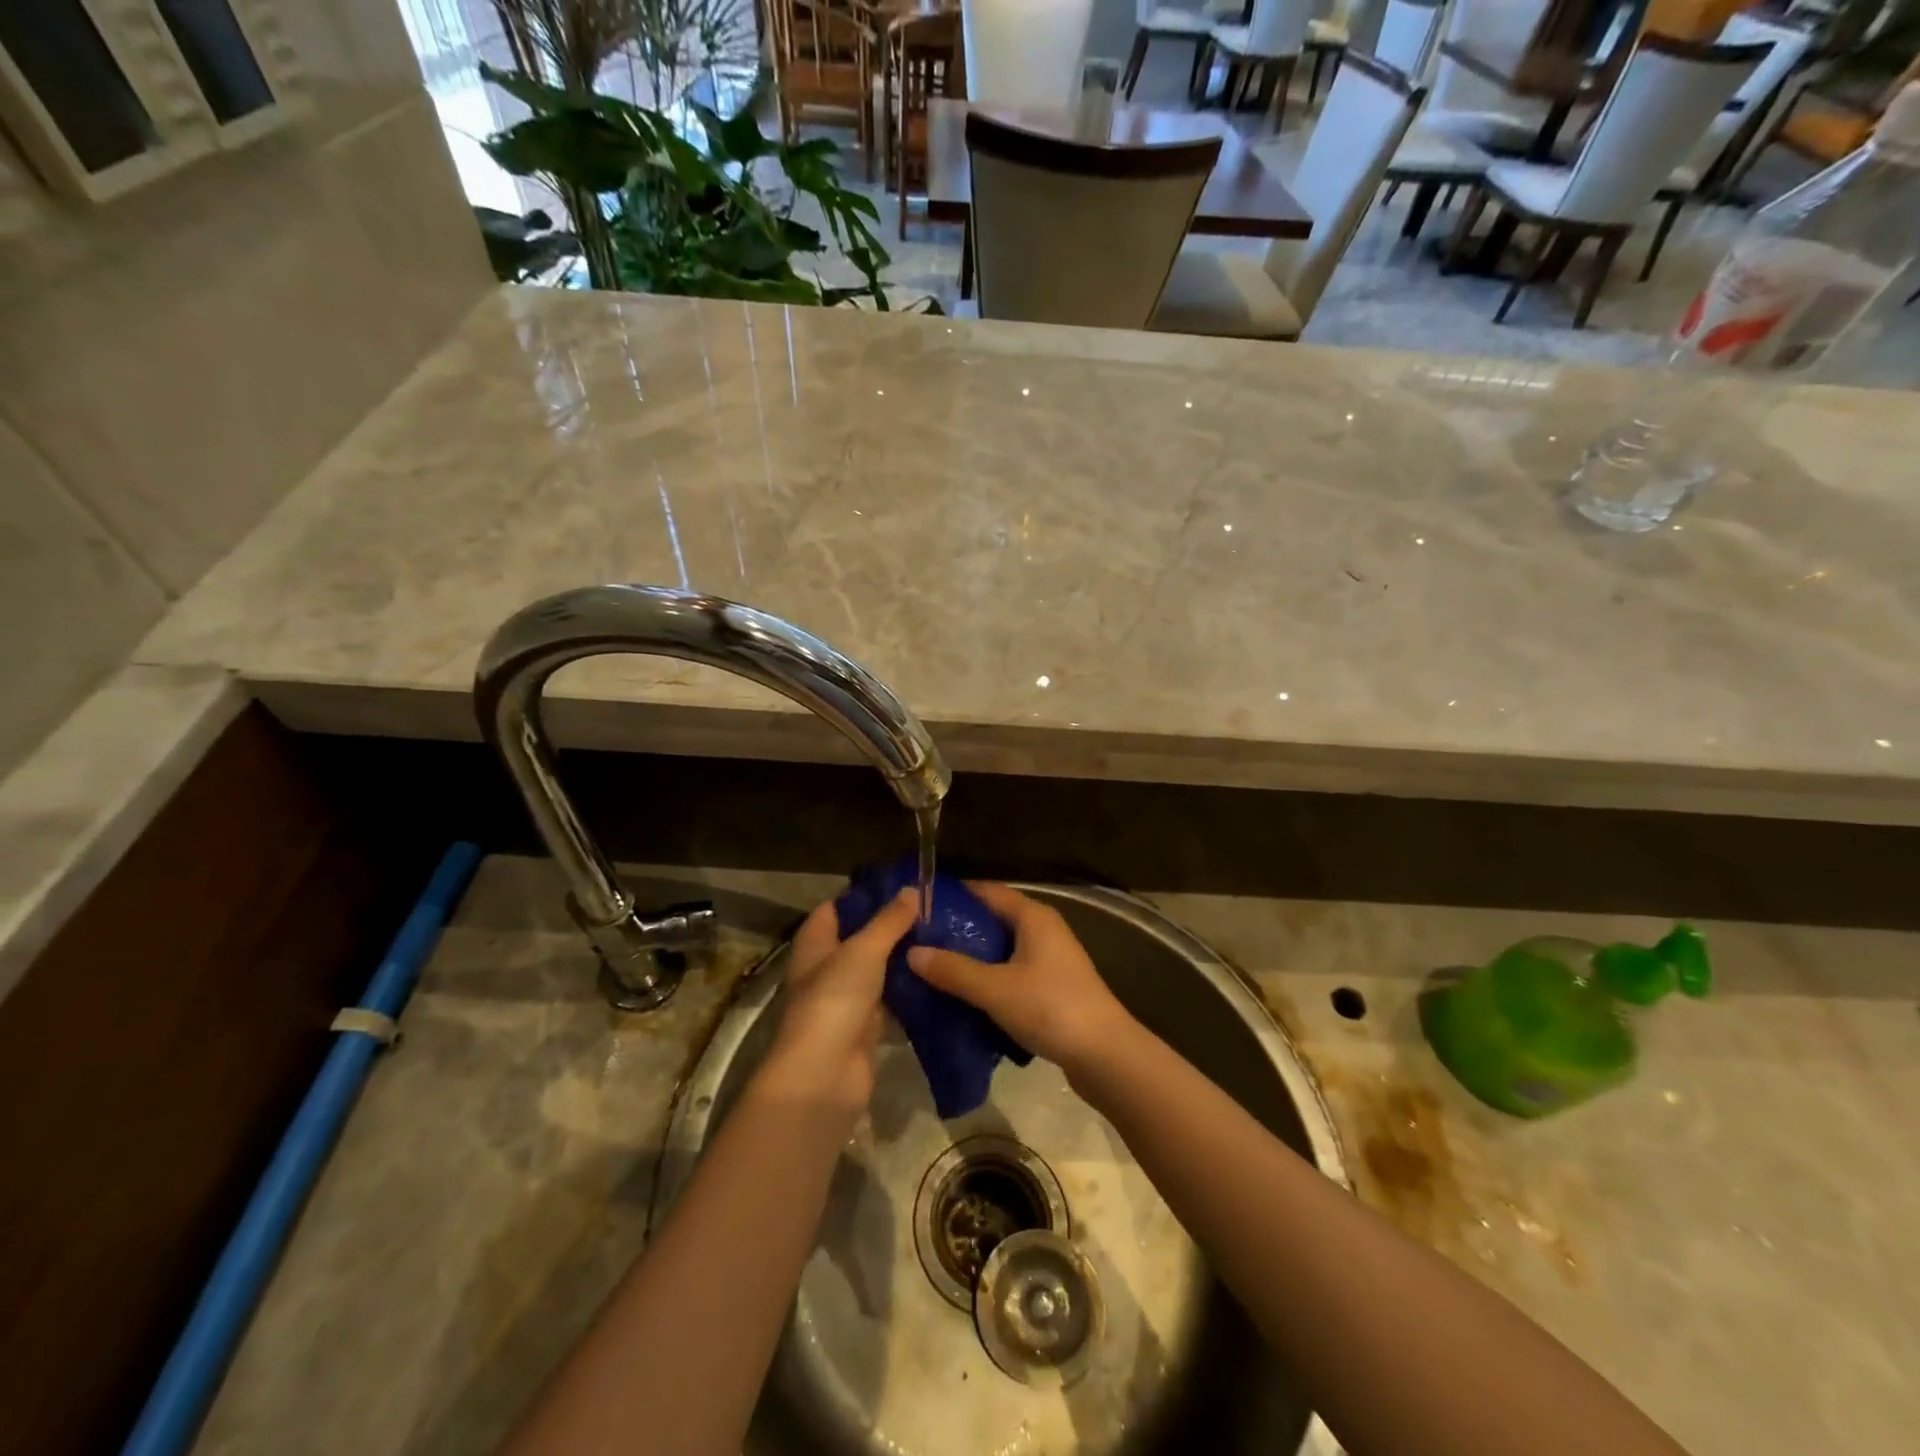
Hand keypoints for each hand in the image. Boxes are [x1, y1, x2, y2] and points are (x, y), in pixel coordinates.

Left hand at [757, 887, 918, 1111]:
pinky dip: (910, 990)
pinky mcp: (866, 1026)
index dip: (866, 895)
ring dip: (903, 957)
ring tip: (942, 937)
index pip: (837, 908)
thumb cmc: (834, 1000)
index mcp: (815, 943)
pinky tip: (938, 975)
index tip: (903, 885)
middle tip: (933, 910)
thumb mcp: (863, 951)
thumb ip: (889, 921)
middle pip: (861, 938)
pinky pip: (891, 999)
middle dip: (892, 926)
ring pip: (878, 969)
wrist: (825, 1075)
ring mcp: (846, 998)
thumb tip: (912, 890)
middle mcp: (827, 967)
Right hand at [906, 882, 1136, 1078]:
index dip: (954, 895)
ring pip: (1002, 949)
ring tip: (933, 968)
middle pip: (993, 919)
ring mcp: (1050, 959)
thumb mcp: (995, 989)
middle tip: (918, 941)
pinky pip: (1011, 972)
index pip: (987, 891)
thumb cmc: (1051, 1008)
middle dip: (958, 930)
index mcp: (1033, 916)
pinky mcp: (1052, 986)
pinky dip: (988, 979)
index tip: (918, 906)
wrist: (1105, 1055)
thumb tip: (912, 951)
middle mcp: (1043, 929)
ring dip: (972, 957)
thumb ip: (953, 970)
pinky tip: (964, 996)